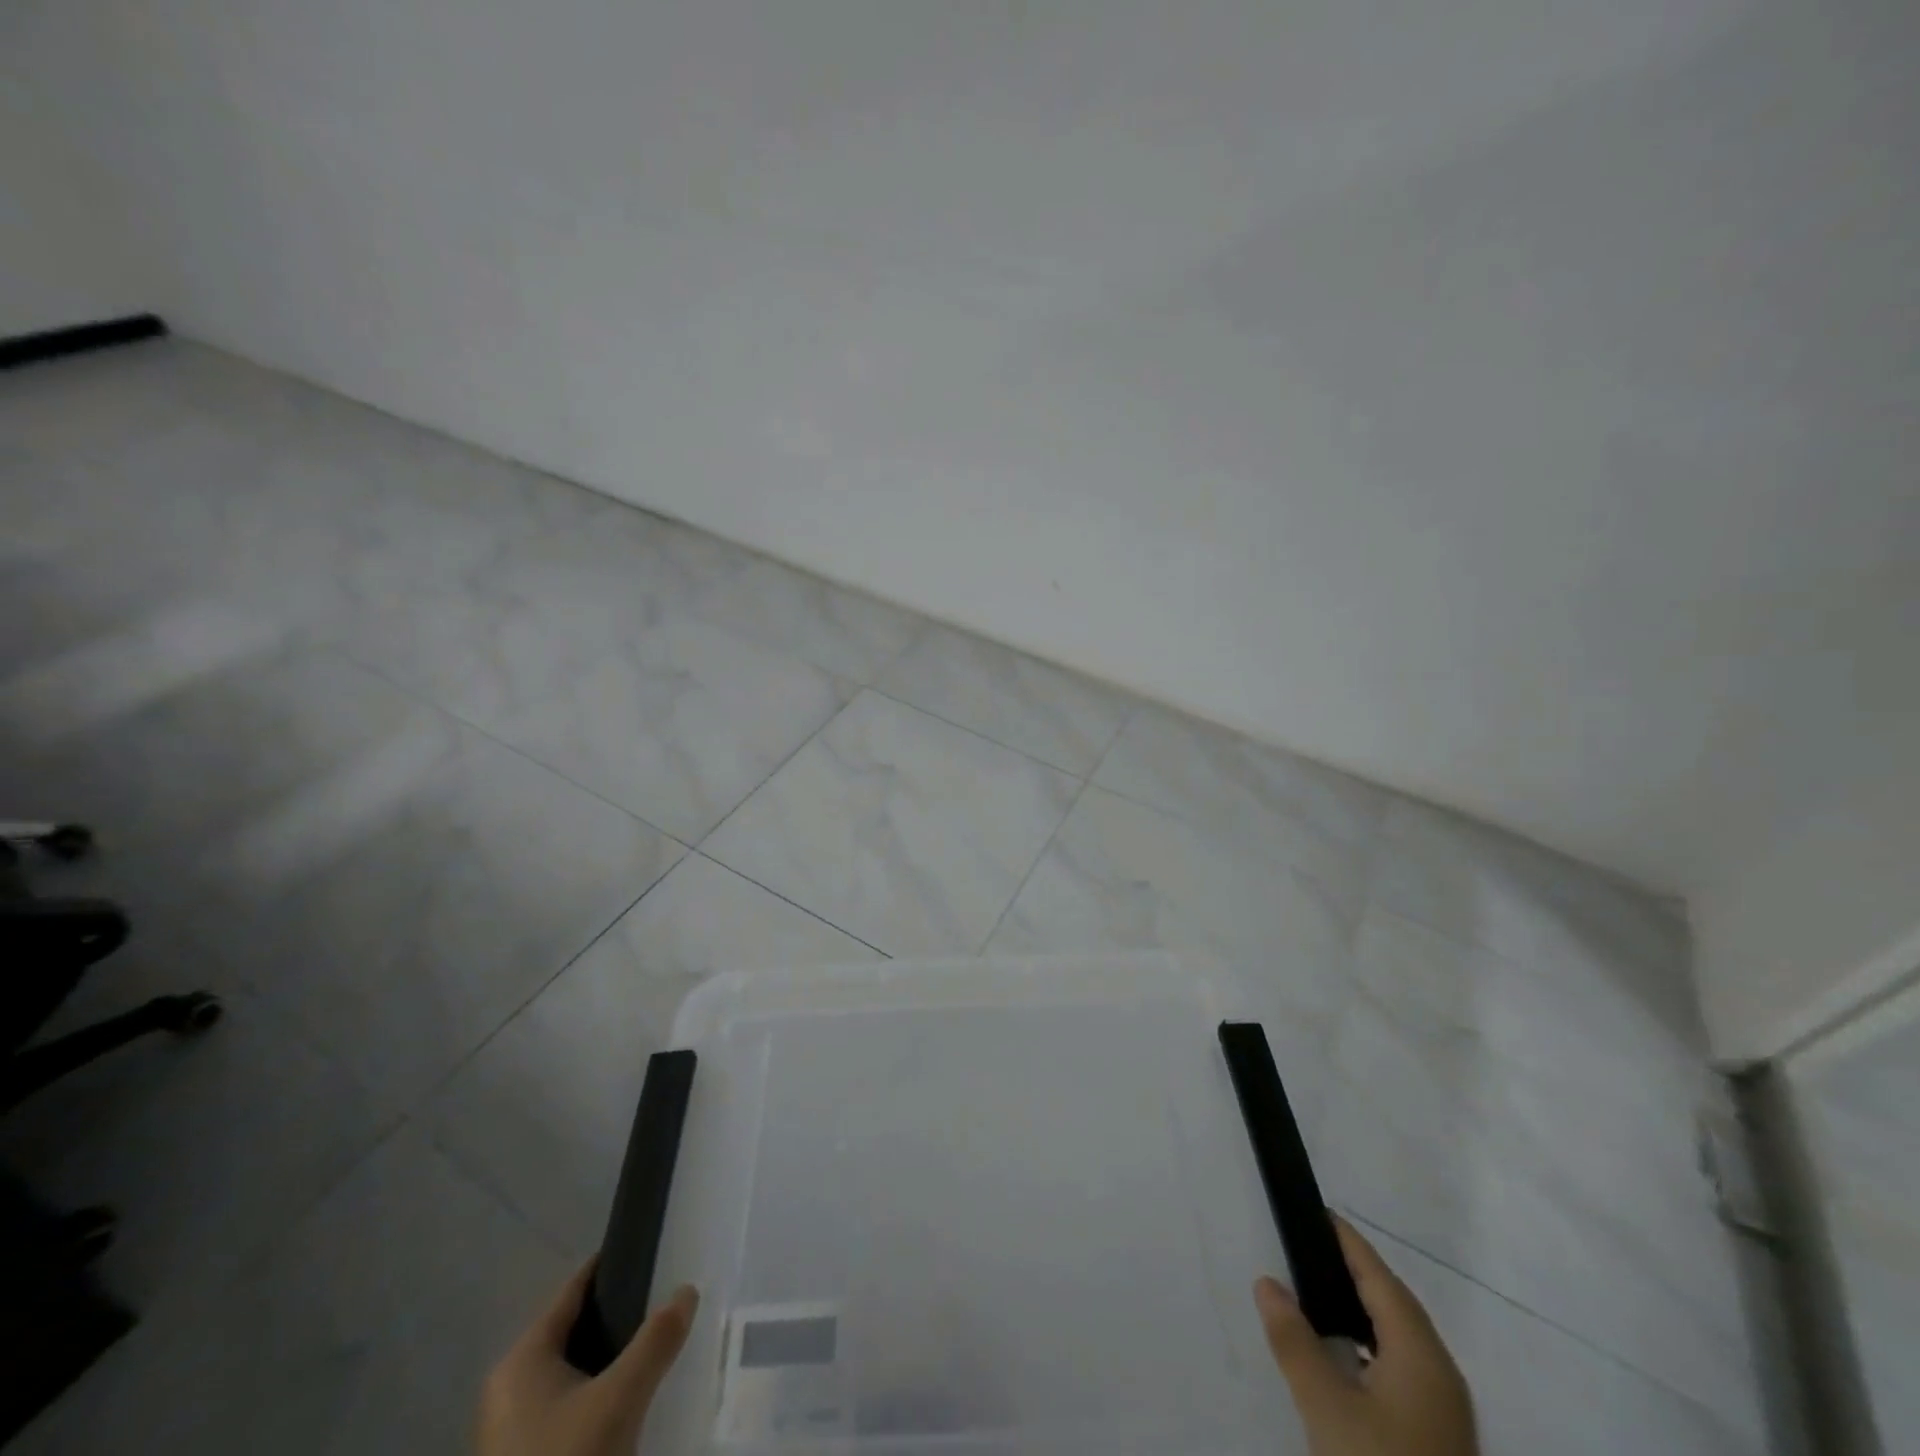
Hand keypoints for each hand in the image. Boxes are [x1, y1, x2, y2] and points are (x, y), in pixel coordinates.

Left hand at [478, 1262, 697, 1455]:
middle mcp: (508, 1388)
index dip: (609, 1268)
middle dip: (617, 1317)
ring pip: (571, 1371)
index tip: (648, 1250)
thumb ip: (657, 1339)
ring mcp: (511, 1430)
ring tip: (653, 1348)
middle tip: (662, 1304)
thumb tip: (687, 1289)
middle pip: (572, 1331)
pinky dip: (597, 1393)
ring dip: (609, 1359)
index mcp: (521, 1360)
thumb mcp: (621, 1398)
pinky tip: (628, 1400)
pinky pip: (567, 1405)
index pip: (571, 1291)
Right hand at [1254, 1216, 1477, 1455]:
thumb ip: (1294, 1341)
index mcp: (1421, 1353)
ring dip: (1365, 1307)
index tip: (1319, 1211)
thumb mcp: (1326, 1406)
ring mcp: (1444, 1409)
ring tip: (1321, 1290)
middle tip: (1312, 1244)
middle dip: (1357, 1270)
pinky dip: (1371, 1341)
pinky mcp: (1438, 1435)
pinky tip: (1346, 1353)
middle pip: (1396, 1304)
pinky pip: (1402, 1364)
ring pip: (1402, 1337)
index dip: (1349, 1242)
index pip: (1381, 1278)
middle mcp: (1440, 1372)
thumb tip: (1267, 1282)